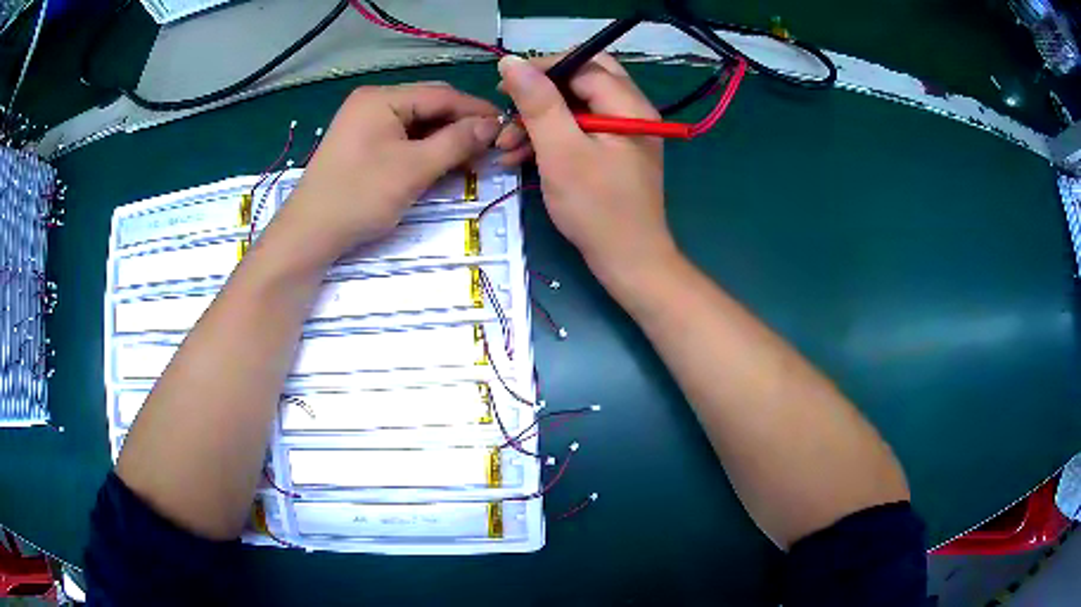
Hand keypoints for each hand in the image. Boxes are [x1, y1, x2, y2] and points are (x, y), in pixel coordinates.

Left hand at [275, 83, 499, 265]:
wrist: (309, 234)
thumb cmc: (359, 197)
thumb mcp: (413, 169)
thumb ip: (457, 142)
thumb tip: (493, 125)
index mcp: (382, 98)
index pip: (441, 95)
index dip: (476, 110)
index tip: (507, 127)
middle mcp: (373, 101)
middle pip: (429, 105)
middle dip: (460, 124)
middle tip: (490, 147)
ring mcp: (364, 122)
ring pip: (417, 122)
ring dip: (444, 138)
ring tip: (470, 158)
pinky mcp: (362, 142)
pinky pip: (402, 137)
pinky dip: (424, 148)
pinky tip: (441, 162)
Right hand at [495, 54, 676, 284]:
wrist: (627, 262)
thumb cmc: (596, 208)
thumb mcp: (561, 151)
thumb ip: (538, 103)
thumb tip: (512, 61)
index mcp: (628, 105)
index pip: (583, 65)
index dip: (542, 69)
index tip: (504, 86)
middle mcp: (631, 112)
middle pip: (581, 81)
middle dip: (540, 94)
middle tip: (508, 107)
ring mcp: (622, 133)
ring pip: (576, 107)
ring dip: (538, 121)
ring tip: (504, 146)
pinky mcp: (612, 154)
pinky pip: (578, 131)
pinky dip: (550, 139)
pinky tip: (518, 157)